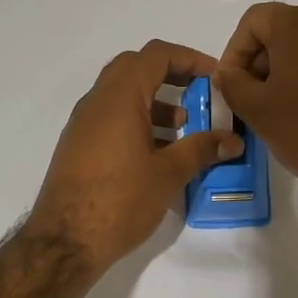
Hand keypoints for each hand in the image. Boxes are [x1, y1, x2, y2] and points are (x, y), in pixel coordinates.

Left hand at [27, 40, 242, 273]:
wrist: (65, 242)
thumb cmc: (120, 200)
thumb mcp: (168, 174)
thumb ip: (202, 150)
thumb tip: (232, 140)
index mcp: (119, 98)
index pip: (155, 55)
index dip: (189, 58)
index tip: (214, 77)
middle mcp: (96, 102)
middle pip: (135, 68)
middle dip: (171, 75)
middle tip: (199, 94)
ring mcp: (83, 124)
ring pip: (122, 95)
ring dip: (155, 101)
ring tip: (184, 129)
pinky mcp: (78, 147)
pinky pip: (111, 118)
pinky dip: (138, 121)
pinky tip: (158, 153)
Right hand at [215, 3, 297, 221]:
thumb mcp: (256, 109)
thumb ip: (232, 84)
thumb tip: (228, 74)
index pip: (253, 21)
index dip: (233, 52)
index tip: (229, 86)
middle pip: (278, 32)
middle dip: (256, 64)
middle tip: (245, 101)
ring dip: (278, 75)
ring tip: (270, 112)